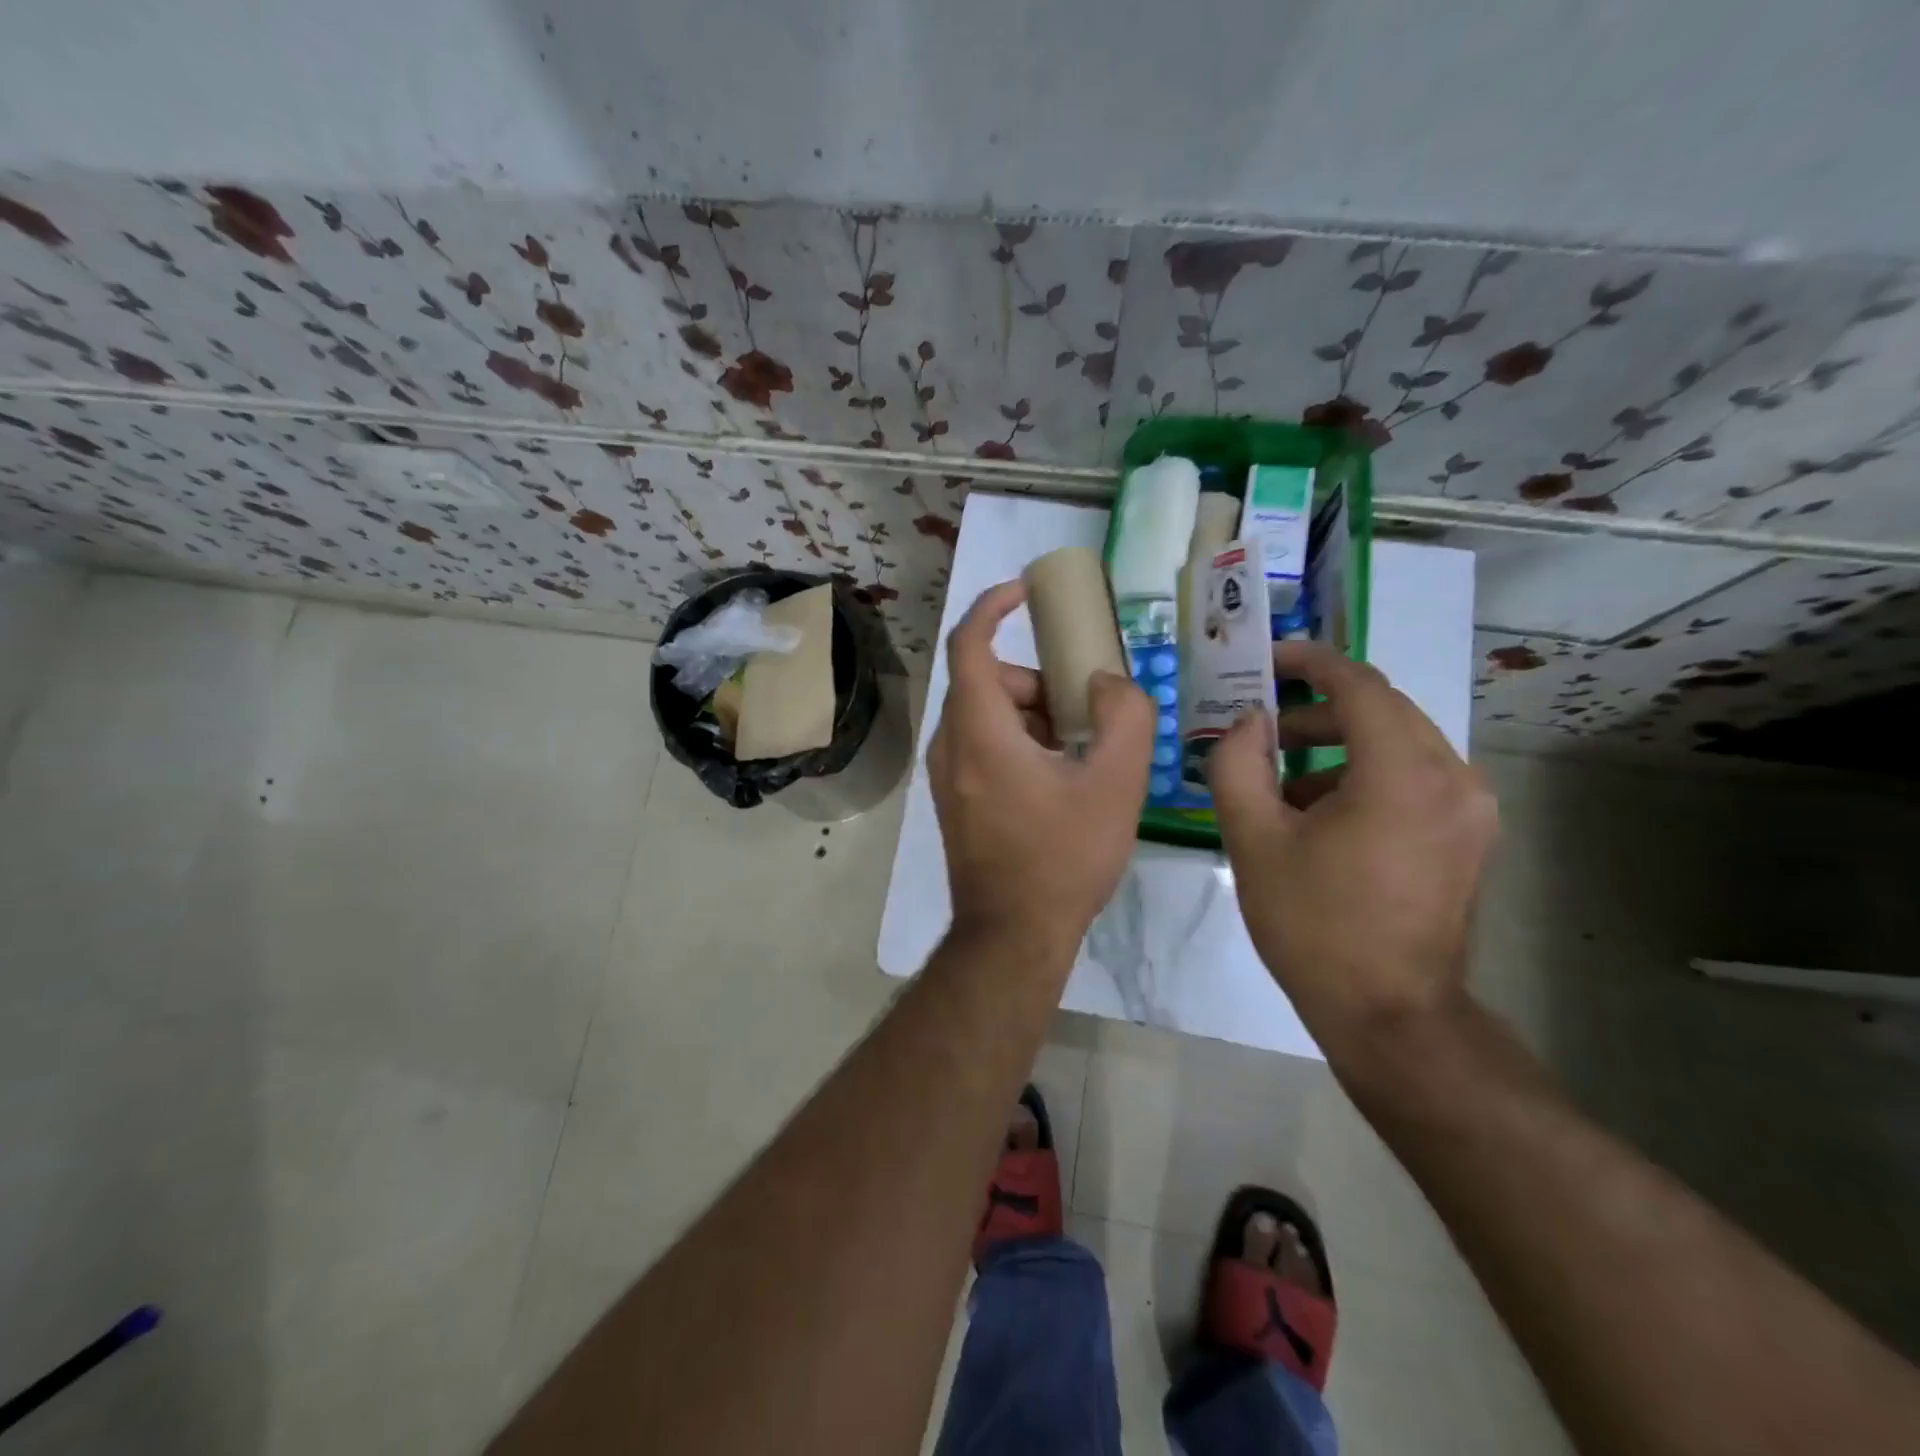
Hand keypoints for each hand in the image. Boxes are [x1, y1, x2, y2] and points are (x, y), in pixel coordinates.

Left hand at [929, 580, 1154, 958]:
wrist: (1013, 935)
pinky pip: (982, 747)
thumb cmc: (1063, 857)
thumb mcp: (1115, 784)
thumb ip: (1124, 716)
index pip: (970, 643)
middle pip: (988, 683)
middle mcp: (950, 745)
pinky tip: (1059, 780)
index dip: (994, 606)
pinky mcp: (953, 800)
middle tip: (1085, 708)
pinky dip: (1019, 742)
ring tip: (1080, 752)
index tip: (1026, 590)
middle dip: (1038, 682)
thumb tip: (1105, 683)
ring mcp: (946, 776)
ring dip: (1033, 716)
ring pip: (987, 717)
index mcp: (978, 730)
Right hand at [1208, 641, 1496, 1063]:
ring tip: (1282, 777)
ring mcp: (1471, 809)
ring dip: (1341, 743)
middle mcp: (1452, 778)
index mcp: (1402, 774)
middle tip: (1264, 724)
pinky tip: (1322, 813)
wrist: (1390, 1015)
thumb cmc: (1314, 926)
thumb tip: (1248, 722)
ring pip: (1400, 743)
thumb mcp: (1253, 840)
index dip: (1311, 662)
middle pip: (1383, 710)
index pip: (1359, 685)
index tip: (1270, 658)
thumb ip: (1238, 765)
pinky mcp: (1471, 836)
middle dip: (1319, 708)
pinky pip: (1416, 777)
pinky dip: (1367, 774)